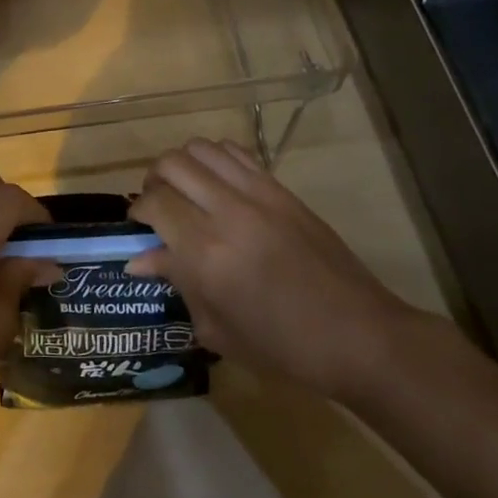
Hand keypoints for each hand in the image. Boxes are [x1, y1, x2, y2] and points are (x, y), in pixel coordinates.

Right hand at [128, 139, 417, 397]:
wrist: (359, 336)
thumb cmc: (282, 347)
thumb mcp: (218, 329)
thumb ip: (177, 283)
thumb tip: (140, 258)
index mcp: (207, 254)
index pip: (155, 204)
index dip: (137, 210)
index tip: (138, 226)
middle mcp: (228, 213)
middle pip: (172, 164)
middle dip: (154, 180)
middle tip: (157, 204)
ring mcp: (259, 195)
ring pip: (202, 149)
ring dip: (183, 165)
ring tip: (185, 189)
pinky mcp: (282, 190)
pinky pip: (236, 154)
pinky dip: (215, 160)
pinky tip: (217, 186)